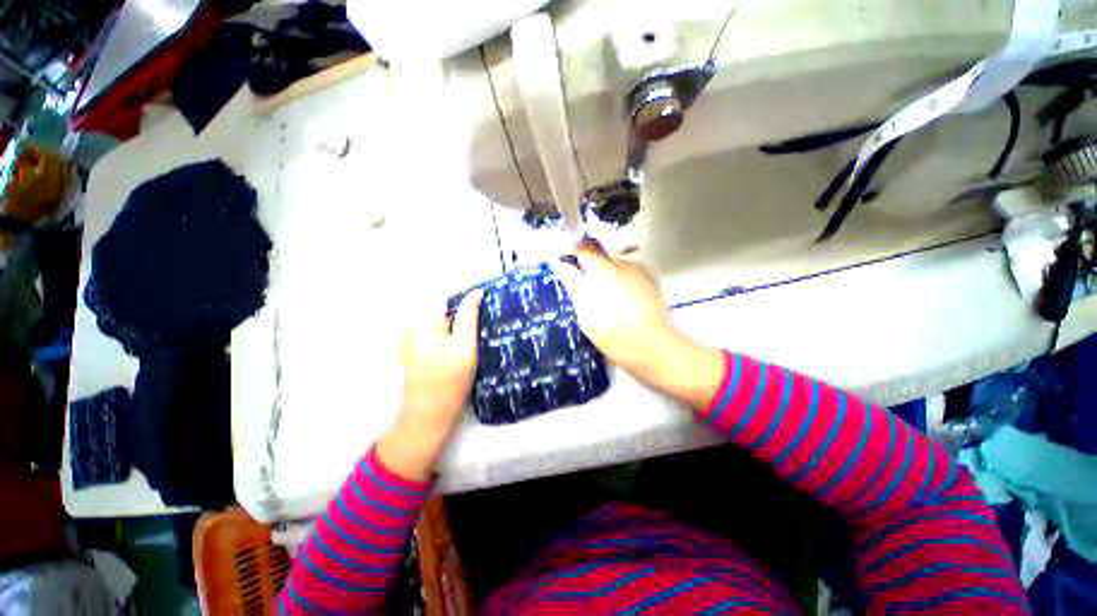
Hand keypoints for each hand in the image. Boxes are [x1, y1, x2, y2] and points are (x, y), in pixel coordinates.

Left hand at [377, 290, 482, 480]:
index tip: (486, 305)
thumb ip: (469, 317)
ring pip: (441, 318)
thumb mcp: (465, 347)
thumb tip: (477, 292)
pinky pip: (435, 329)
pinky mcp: (412, 346)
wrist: (427, 416)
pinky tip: (458, 346)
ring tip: (471, 337)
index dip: (467, 299)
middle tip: (481, 326)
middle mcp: (411, 324)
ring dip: (457, 322)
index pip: (448, 296)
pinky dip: (449, 332)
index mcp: (423, 322)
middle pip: (443, 307)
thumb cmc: (450, 382)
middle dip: (462, 312)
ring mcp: (409, 336)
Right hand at [553, 237, 675, 373]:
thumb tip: (564, 266)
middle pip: (601, 259)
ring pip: (616, 268)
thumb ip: (574, 286)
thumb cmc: (614, 334)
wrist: (655, 347)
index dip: (574, 252)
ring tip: (608, 303)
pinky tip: (625, 305)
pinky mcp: (652, 281)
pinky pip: (630, 276)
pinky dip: (623, 284)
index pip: (584, 248)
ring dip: (608, 278)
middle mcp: (623, 264)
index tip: (568, 263)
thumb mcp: (586, 314)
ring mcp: (640, 271)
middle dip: (592, 271)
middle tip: (588, 294)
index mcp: (603, 270)